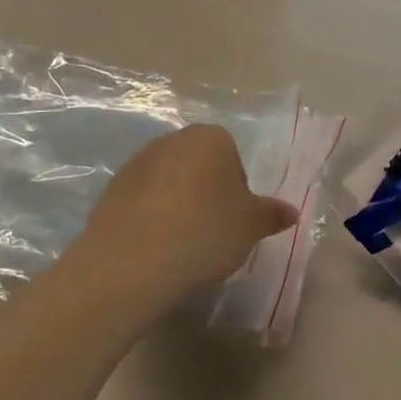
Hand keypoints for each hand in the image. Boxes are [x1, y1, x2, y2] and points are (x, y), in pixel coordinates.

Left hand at [64, 126, 297, 303]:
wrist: (131, 260)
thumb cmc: (204, 232)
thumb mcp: (250, 227)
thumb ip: (270, 215)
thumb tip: (291, 212)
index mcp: (209, 138)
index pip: (232, 157)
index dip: (237, 191)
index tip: (234, 222)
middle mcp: (170, 141)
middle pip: (198, 167)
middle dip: (206, 195)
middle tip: (212, 234)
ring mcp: (135, 164)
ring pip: (168, 184)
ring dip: (177, 207)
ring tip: (182, 246)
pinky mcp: (110, 191)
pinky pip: (142, 204)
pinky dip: (151, 221)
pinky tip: (156, 249)